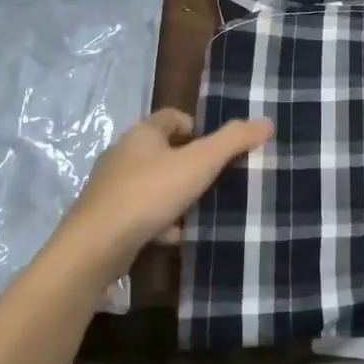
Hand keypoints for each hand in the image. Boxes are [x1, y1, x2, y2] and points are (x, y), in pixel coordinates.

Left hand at [58, 109, 272, 269]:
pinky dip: (161, 221)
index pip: (172, 117)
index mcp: (142, 134)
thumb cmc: (149, 193)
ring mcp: (112, 188)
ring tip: (201, 209)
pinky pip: (142, 212)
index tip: (218, 148)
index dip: (197, 127)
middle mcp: (123, 155)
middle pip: (163, 151)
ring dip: (176, 195)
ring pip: (153, 184)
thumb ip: (233, 141)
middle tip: (217, 178)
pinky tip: (176, 235)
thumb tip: (266, 122)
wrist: (96, 245)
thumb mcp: (200, 163)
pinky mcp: (108, 218)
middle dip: (190, 164)